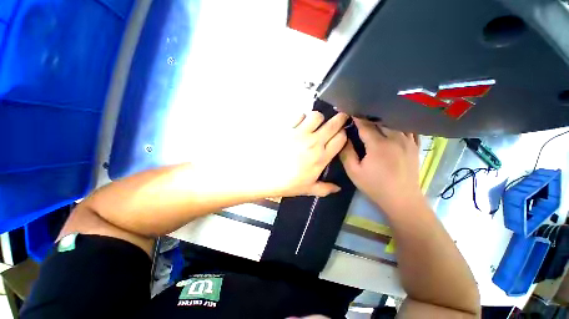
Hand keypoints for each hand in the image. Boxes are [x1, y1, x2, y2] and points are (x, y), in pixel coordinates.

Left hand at [221, 111, 347, 197]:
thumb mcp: (308, 189)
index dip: (343, 134)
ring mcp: (300, 133)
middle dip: (340, 119)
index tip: (341, 134)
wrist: (263, 174)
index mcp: (321, 157)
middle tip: (339, 119)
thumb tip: (338, 189)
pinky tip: (299, 124)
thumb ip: (325, 188)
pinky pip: (299, 115)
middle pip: (333, 123)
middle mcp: (313, 142)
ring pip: (316, 115)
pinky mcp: (287, 128)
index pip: (340, 138)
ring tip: (315, 124)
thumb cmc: (286, 183)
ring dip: (318, 118)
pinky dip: (302, 118)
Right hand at [340, 119, 423, 212]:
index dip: (356, 117)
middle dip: (370, 114)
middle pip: (382, 120)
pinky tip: (395, 121)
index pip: (365, 125)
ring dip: (385, 116)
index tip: (350, 109)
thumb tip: (344, 138)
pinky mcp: (415, 146)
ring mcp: (408, 141)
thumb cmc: (375, 186)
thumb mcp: (354, 172)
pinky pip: (409, 128)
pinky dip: (401, 123)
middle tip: (361, 111)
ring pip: (396, 121)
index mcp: (378, 145)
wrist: (402, 199)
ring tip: (377, 113)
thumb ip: (347, 153)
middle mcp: (395, 139)